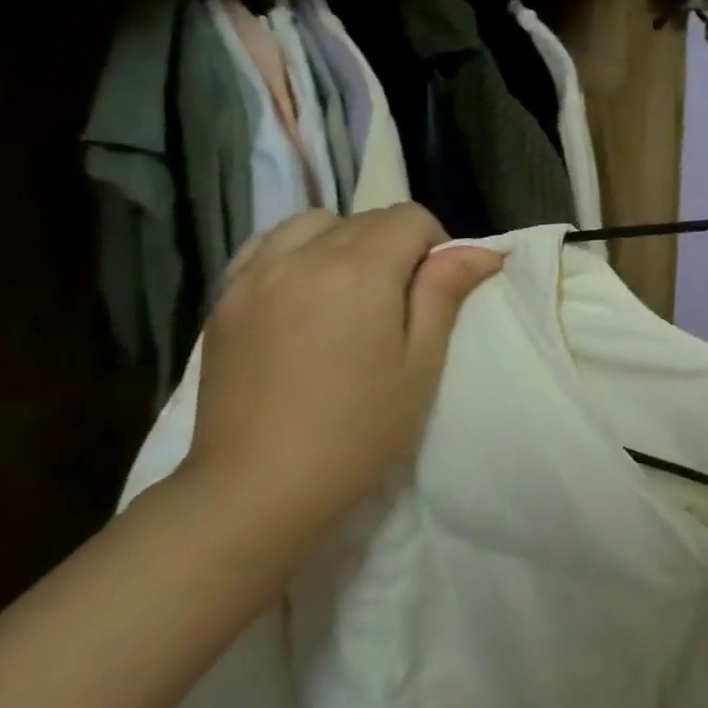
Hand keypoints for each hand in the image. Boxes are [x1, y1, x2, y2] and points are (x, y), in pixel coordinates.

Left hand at [178, 205, 503, 568]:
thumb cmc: (360, 428)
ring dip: (344, 240)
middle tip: (402, 302)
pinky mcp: (224, 301)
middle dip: (396, 244)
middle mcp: (302, 257)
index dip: (436, 245)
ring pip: (312, 224)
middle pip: (365, 219)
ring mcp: (254, 277)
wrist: (258, 488)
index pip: (410, 218)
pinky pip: (266, 247)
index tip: (437, 291)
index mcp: (358, 270)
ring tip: (351, 290)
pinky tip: (305, 293)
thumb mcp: (422, 361)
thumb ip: (445, 292)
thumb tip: (482, 251)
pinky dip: (296, 252)